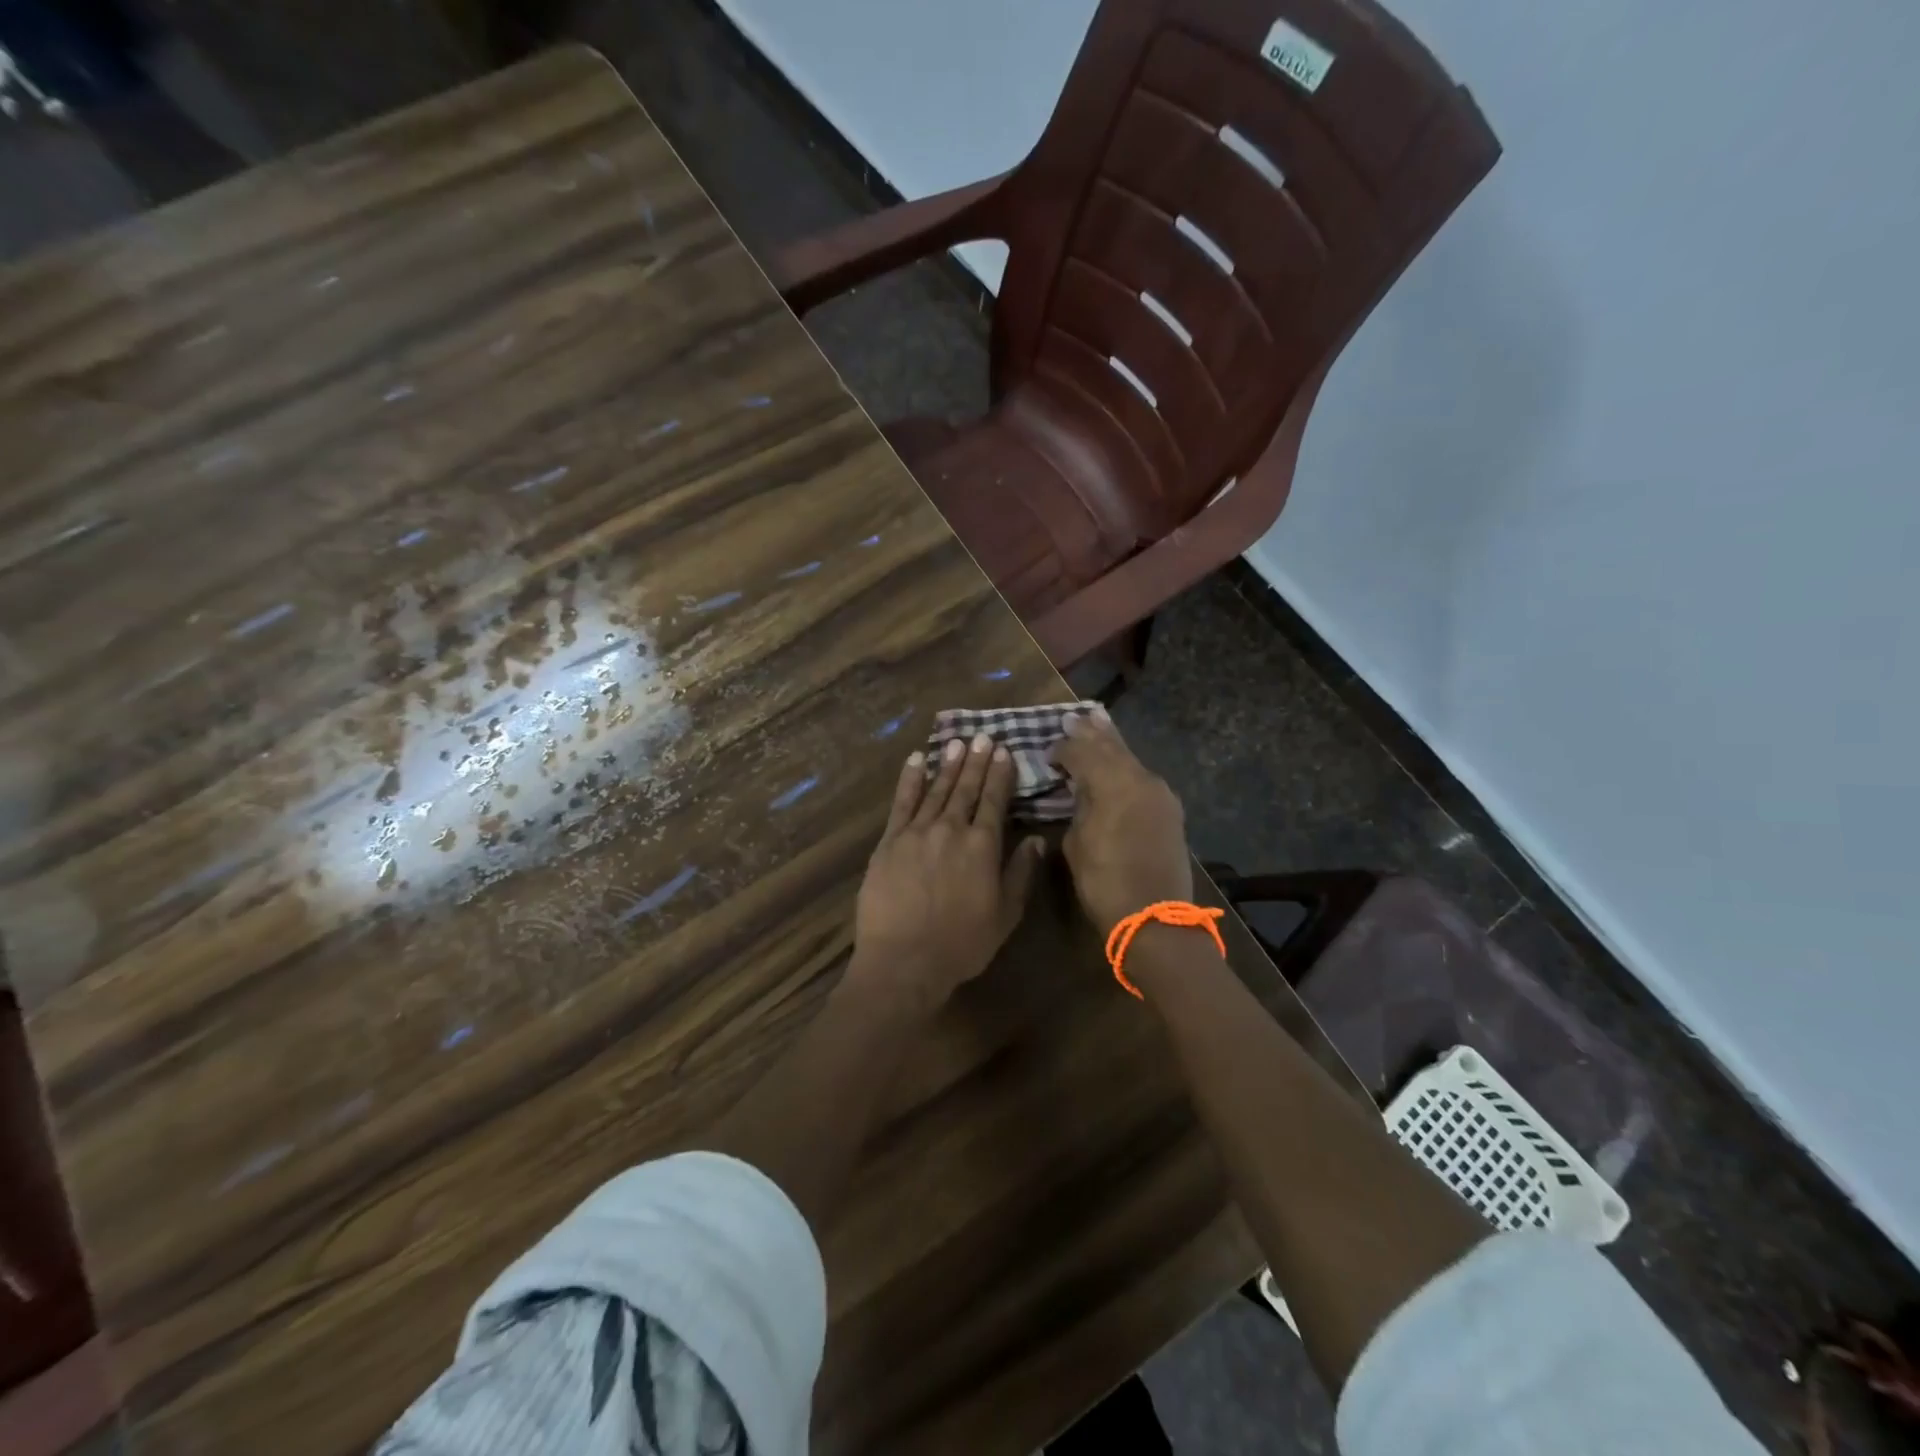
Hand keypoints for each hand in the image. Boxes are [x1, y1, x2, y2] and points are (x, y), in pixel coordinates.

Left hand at [850, 733, 1045, 1013]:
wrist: (903, 960)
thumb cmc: (961, 943)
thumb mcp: (1005, 915)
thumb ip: (1020, 873)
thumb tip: (1037, 839)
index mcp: (982, 846)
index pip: (994, 801)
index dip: (1000, 775)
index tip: (1004, 752)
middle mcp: (951, 829)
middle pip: (966, 789)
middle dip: (976, 762)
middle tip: (983, 737)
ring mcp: (917, 832)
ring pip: (936, 790)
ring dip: (948, 765)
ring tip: (957, 743)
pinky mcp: (889, 841)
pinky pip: (902, 803)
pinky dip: (910, 780)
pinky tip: (916, 761)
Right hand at [1050, 707, 1191, 930]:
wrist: (1156, 919)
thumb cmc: (1105, 883)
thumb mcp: (1077, 843)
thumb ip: (1079, 807)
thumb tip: (1081, 791)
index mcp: (1113, 784)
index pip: (1082, 752)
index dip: (1062, 748)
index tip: (1047, 752)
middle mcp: (1140, 779)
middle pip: (1111, 746)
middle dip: (1091, 733)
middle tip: (1074, 717)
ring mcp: (1160, 793)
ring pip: (1130, 758)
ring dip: (1111, 744)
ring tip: (1097, 724)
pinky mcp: (1170, 810)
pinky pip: (1142, 777)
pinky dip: (1125, 767)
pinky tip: (1117, 764)